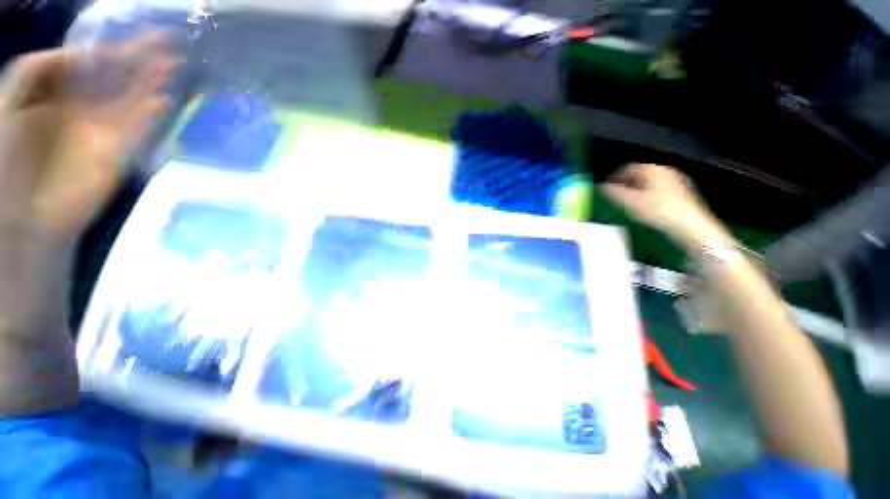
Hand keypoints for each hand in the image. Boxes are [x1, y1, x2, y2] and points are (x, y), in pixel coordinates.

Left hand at [0, 33, 173, 238]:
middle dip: (139, 58)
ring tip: (172, 63)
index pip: (88, 63)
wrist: (25, 212)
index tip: (132, 31)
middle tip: (166, 40)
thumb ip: (34, 70)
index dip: (110, 46)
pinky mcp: (118, 152)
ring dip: (151, 82)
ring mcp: (103, 130)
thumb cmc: (6, 156)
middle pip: (116, 77)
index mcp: (57, 93)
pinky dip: (149, 114)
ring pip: (131, 98)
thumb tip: (76, 53)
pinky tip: (161, 100)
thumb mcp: (7, 102)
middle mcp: (83, 106)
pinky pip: (137, 128)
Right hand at [604, 164, 731, 250]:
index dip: (613, 177)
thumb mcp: (629, 202)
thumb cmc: (659, 211)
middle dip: (624, 185)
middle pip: (639, 175)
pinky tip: (643, 209)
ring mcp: (677, 183)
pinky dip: (647, 197)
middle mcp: (666, 172)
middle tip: (614, 196)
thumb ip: (612, 193)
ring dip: (635, 192)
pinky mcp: (682, 195)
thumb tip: (599, 188)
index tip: (604, 188)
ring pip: (649, 184)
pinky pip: (658, 192)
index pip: (627, 168)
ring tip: (626, 204)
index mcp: (653, 170)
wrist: (691, 228)